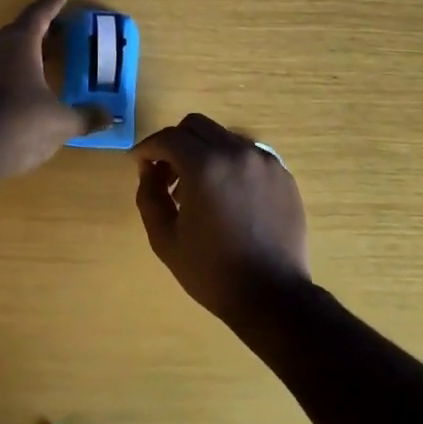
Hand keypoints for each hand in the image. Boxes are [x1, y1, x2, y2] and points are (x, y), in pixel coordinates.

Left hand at [0, 0, 89, 180]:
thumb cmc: (19, 125)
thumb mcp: (60, 123)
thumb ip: (85, 117)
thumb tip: (110, 117)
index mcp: (19, 44)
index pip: (39, 14)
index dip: (53, 4)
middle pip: (16, 32)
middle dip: (37, 33)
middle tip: (55, 35)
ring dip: (14, 58)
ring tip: (32, 69)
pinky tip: (4, 101)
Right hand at [134, 112, 311, 324]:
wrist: (273, 297)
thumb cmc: (213, 272)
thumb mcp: (165, 239)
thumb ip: (149, 195)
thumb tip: (148, 168)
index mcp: (205, 165)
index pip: (169, 137)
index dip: (148, 147)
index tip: (139, 162)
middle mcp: (236, 152)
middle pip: (197, 126)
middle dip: (175, 143)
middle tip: (167, 173)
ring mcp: (264, 161)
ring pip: (224, 138)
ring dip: (204, 153)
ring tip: (199, 189)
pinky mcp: (282, 174)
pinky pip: (248, 156)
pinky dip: (230, 165)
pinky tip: (228, 198)